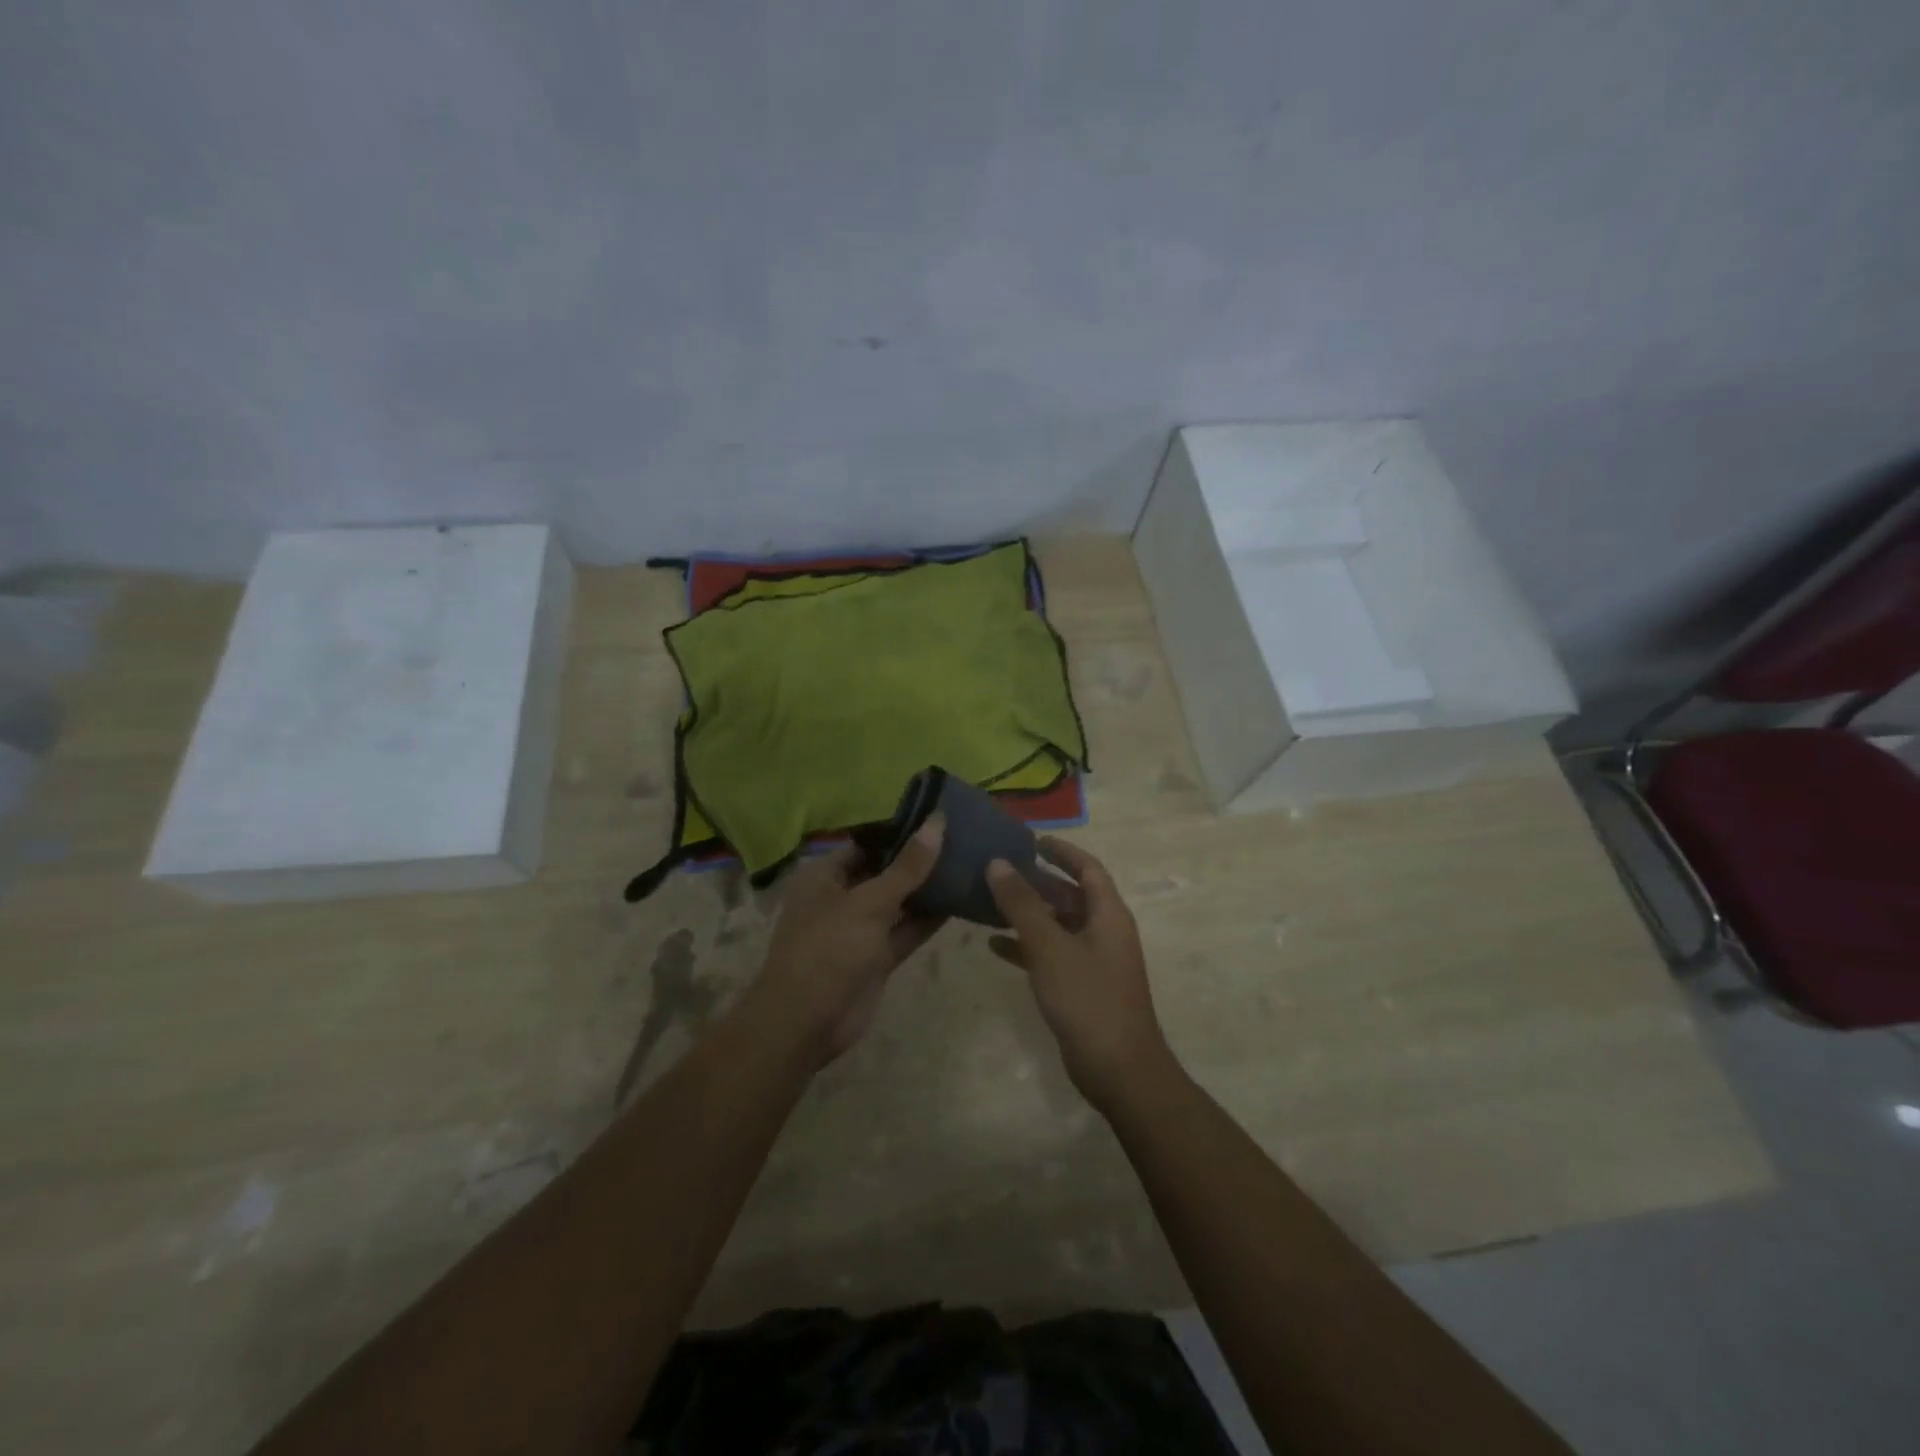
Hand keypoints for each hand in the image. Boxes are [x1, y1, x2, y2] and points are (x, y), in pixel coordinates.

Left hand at [754, 817, 946, 1063]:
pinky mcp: (876, 958)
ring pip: (898, 903)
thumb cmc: (829, 949)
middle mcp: (841, 898)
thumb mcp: (869, 902)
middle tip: (962, 837)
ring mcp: (859, 930)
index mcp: (825, 876)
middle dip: (918, 859)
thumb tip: (937, 822)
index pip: (866, 844)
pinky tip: (960, 900)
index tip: (937, 817)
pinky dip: (928, 919)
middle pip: (884, 872)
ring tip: (968, 863)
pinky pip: (905, 931)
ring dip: (927, 889)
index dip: (899, 831)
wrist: (806, 1023)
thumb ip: (907, 866)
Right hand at [986, 839, 1174, 1110]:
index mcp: (1108, 914)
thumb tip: (998, 863)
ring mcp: (1094, 961)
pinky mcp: (1082, 987)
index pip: (1087, 868)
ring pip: (1058, 925)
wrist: (1119, 1070)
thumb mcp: (1049, 947)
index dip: (1062, 851)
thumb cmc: (1088, 999)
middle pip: (1070, 895)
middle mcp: (1105, 931)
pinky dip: (1027, 946)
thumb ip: (1022, 904)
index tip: (1032, 839)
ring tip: (990, 901)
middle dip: (1037, 881)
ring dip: (1028, 913)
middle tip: (1000, 870)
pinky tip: (994, 945)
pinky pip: (1052, 954)